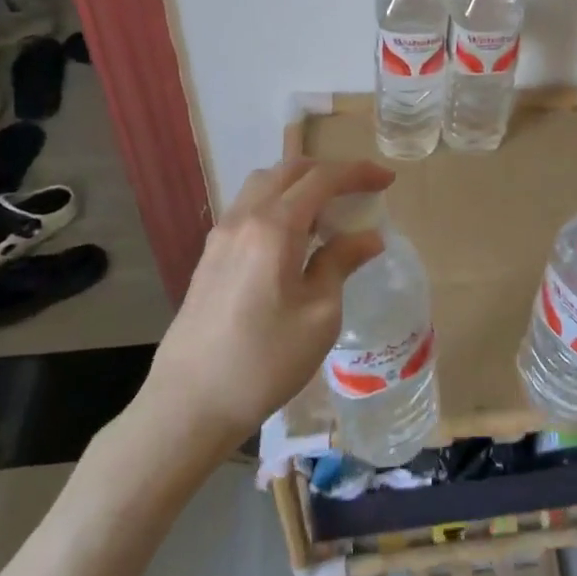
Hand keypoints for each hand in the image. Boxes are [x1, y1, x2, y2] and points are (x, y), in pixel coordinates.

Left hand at [131, 156, 394, 454]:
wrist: (189, 404)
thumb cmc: (265, 361)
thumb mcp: (320, 315)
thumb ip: (341, 263)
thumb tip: (369, 237)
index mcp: (274, 227)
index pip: (322, 179)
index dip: (358, 173)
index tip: (387, 181)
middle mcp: (244, 218)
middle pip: (290, 171)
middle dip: (330, 172)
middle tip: (361, 191)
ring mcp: (221, 235)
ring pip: (264, 185)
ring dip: (300, 185)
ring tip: (328, 213)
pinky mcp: (209, 256)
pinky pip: (249, 208)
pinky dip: (278, 204)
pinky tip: (294, 238)